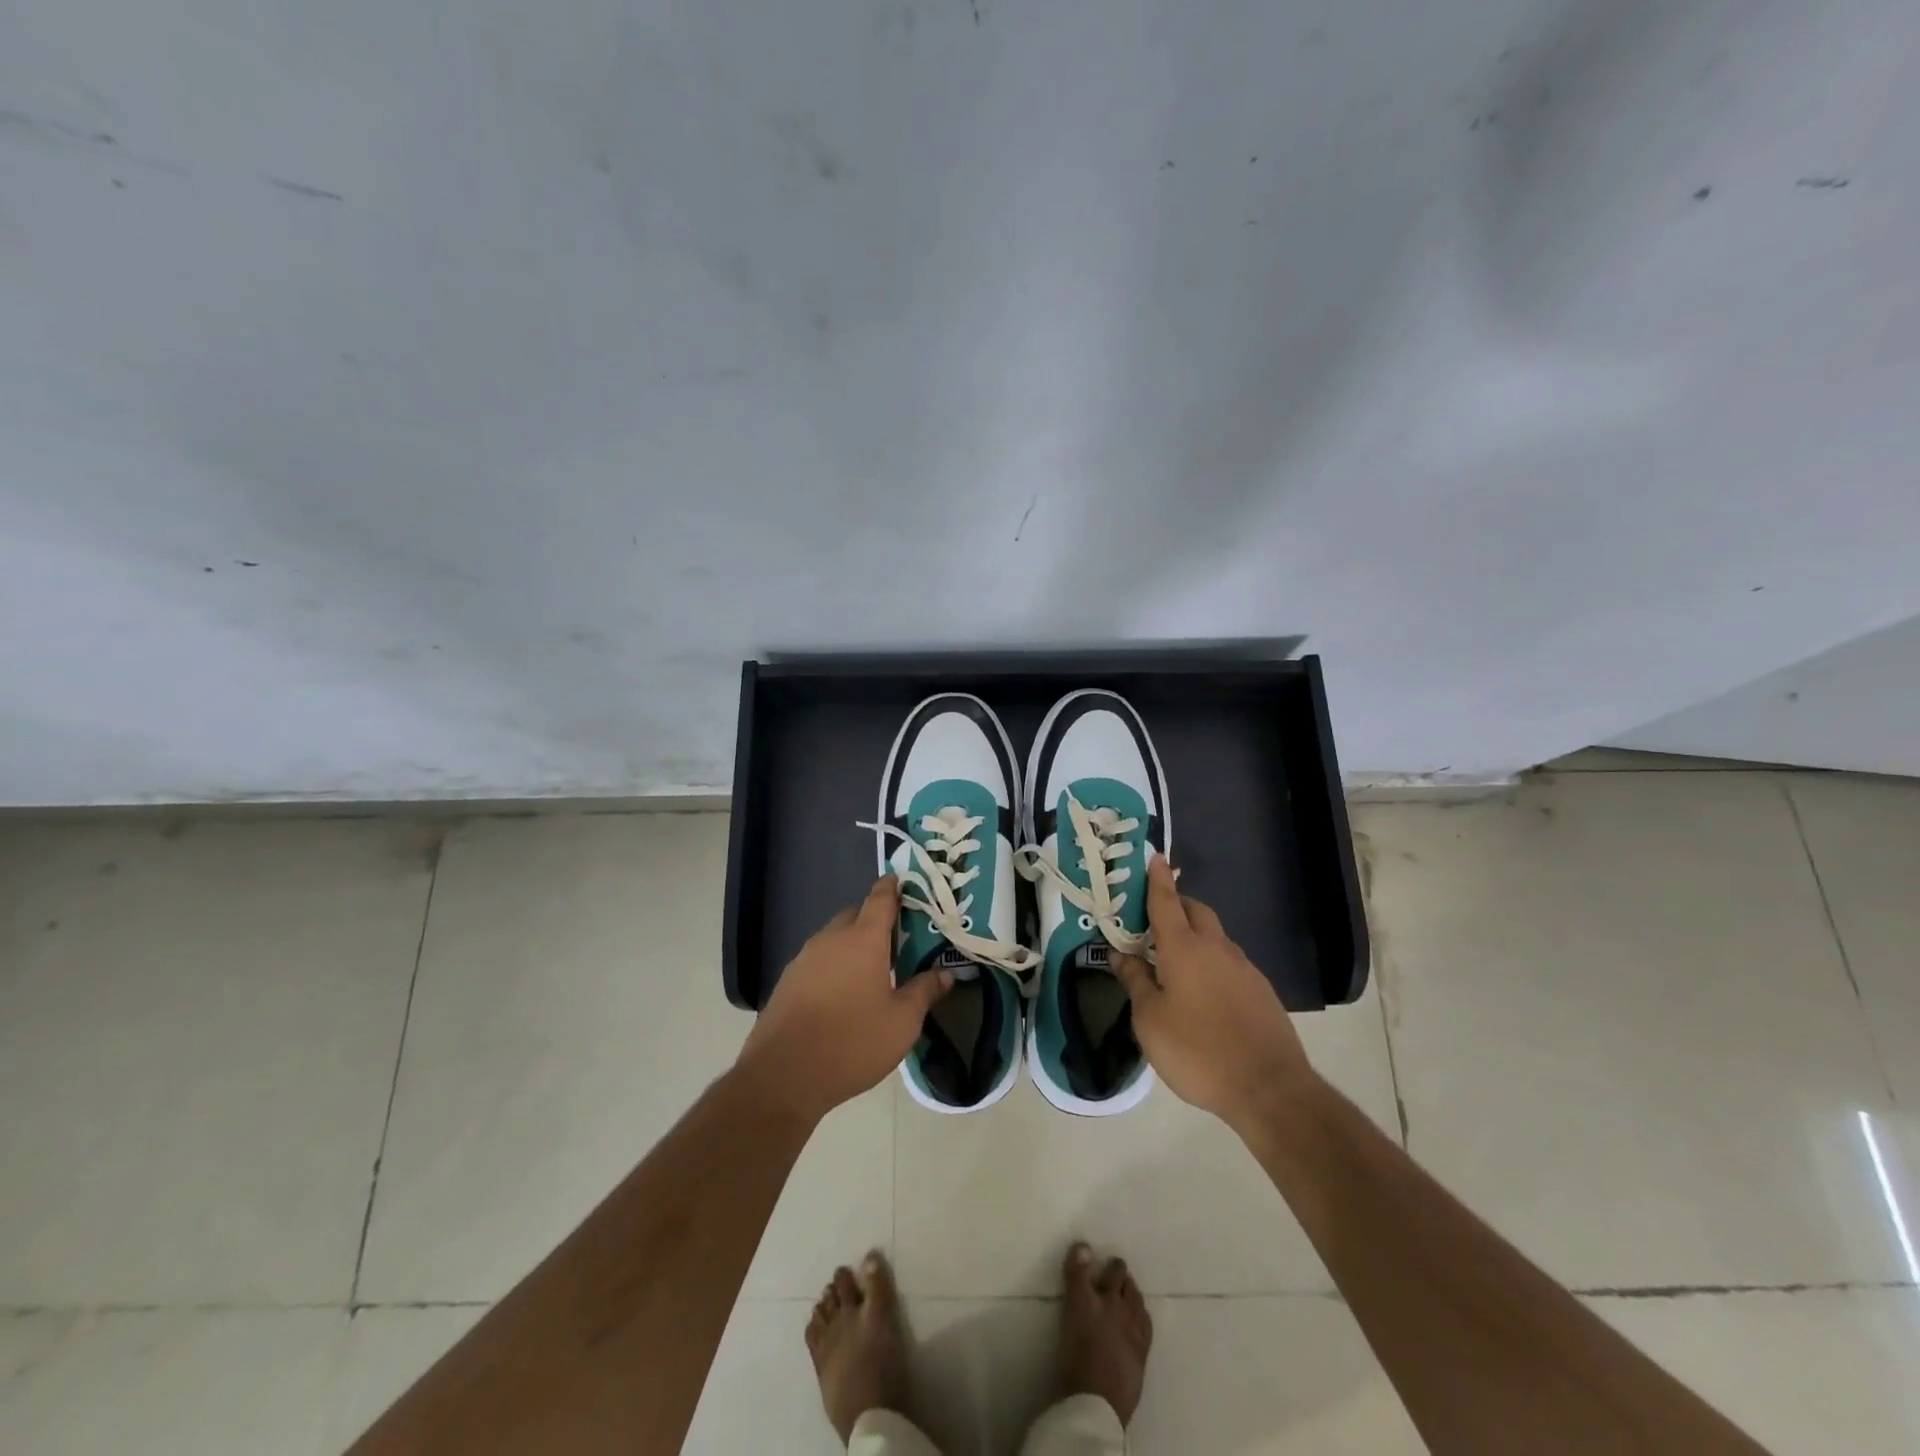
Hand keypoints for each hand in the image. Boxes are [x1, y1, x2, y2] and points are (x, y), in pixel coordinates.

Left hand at [737, 876, 952, 1122]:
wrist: (784, 1075)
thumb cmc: (852, 1042)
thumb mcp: (902, 1022)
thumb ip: (925, 992)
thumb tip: (946, 973)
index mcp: (864, 939)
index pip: (880, 898)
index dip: (892, 887)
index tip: (902, 881)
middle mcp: (832, 938)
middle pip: (856, 914)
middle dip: (874, 918)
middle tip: (897, 937)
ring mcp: (805, 958)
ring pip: (835, 937)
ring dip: (853, 942)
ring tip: (873, 967)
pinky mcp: (788, 980)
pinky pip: (818, 959)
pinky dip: (834, 963)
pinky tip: (843, 991)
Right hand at [1112, 856, 1316, 1131]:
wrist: (1269, 1088)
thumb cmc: (1197, 1050)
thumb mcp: (1150, 1019)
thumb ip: (1134, 981)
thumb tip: (1118, 953)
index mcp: (1183, 947)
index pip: (1165, 901)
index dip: (1156, 878)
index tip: (1154, 856)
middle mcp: (1216, 947)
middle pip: (1195, 910)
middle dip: (1176, 904)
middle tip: (1153, 917)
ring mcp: (1243, 967)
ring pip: (1215, 936)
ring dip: (1194, 934)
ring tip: (1173, 959)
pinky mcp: (1261, 990)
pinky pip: (1229, 961)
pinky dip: (1211, 961)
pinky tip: (1203, 990)